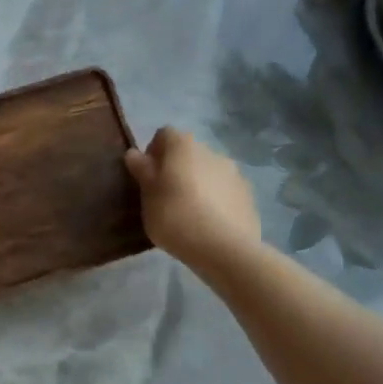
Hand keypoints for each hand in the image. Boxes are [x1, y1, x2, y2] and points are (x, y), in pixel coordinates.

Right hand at [124, 127, 260, 273]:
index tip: (147, 177)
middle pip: (188, 153)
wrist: (224, 248)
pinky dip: (216, 200)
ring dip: (198, 184)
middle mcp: (211, 151)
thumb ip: (142, 170)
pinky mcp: (248, 195)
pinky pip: (225, 191)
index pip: (164, 135)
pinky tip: (210, 224)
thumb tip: (134, 153)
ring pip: (208, 172)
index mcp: (183, 146)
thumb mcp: (147, 195)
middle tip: (166, 196)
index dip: (153, 152)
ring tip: (190, 213)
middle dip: (176, 169)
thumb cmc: (175, 216)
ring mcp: (234, 172)